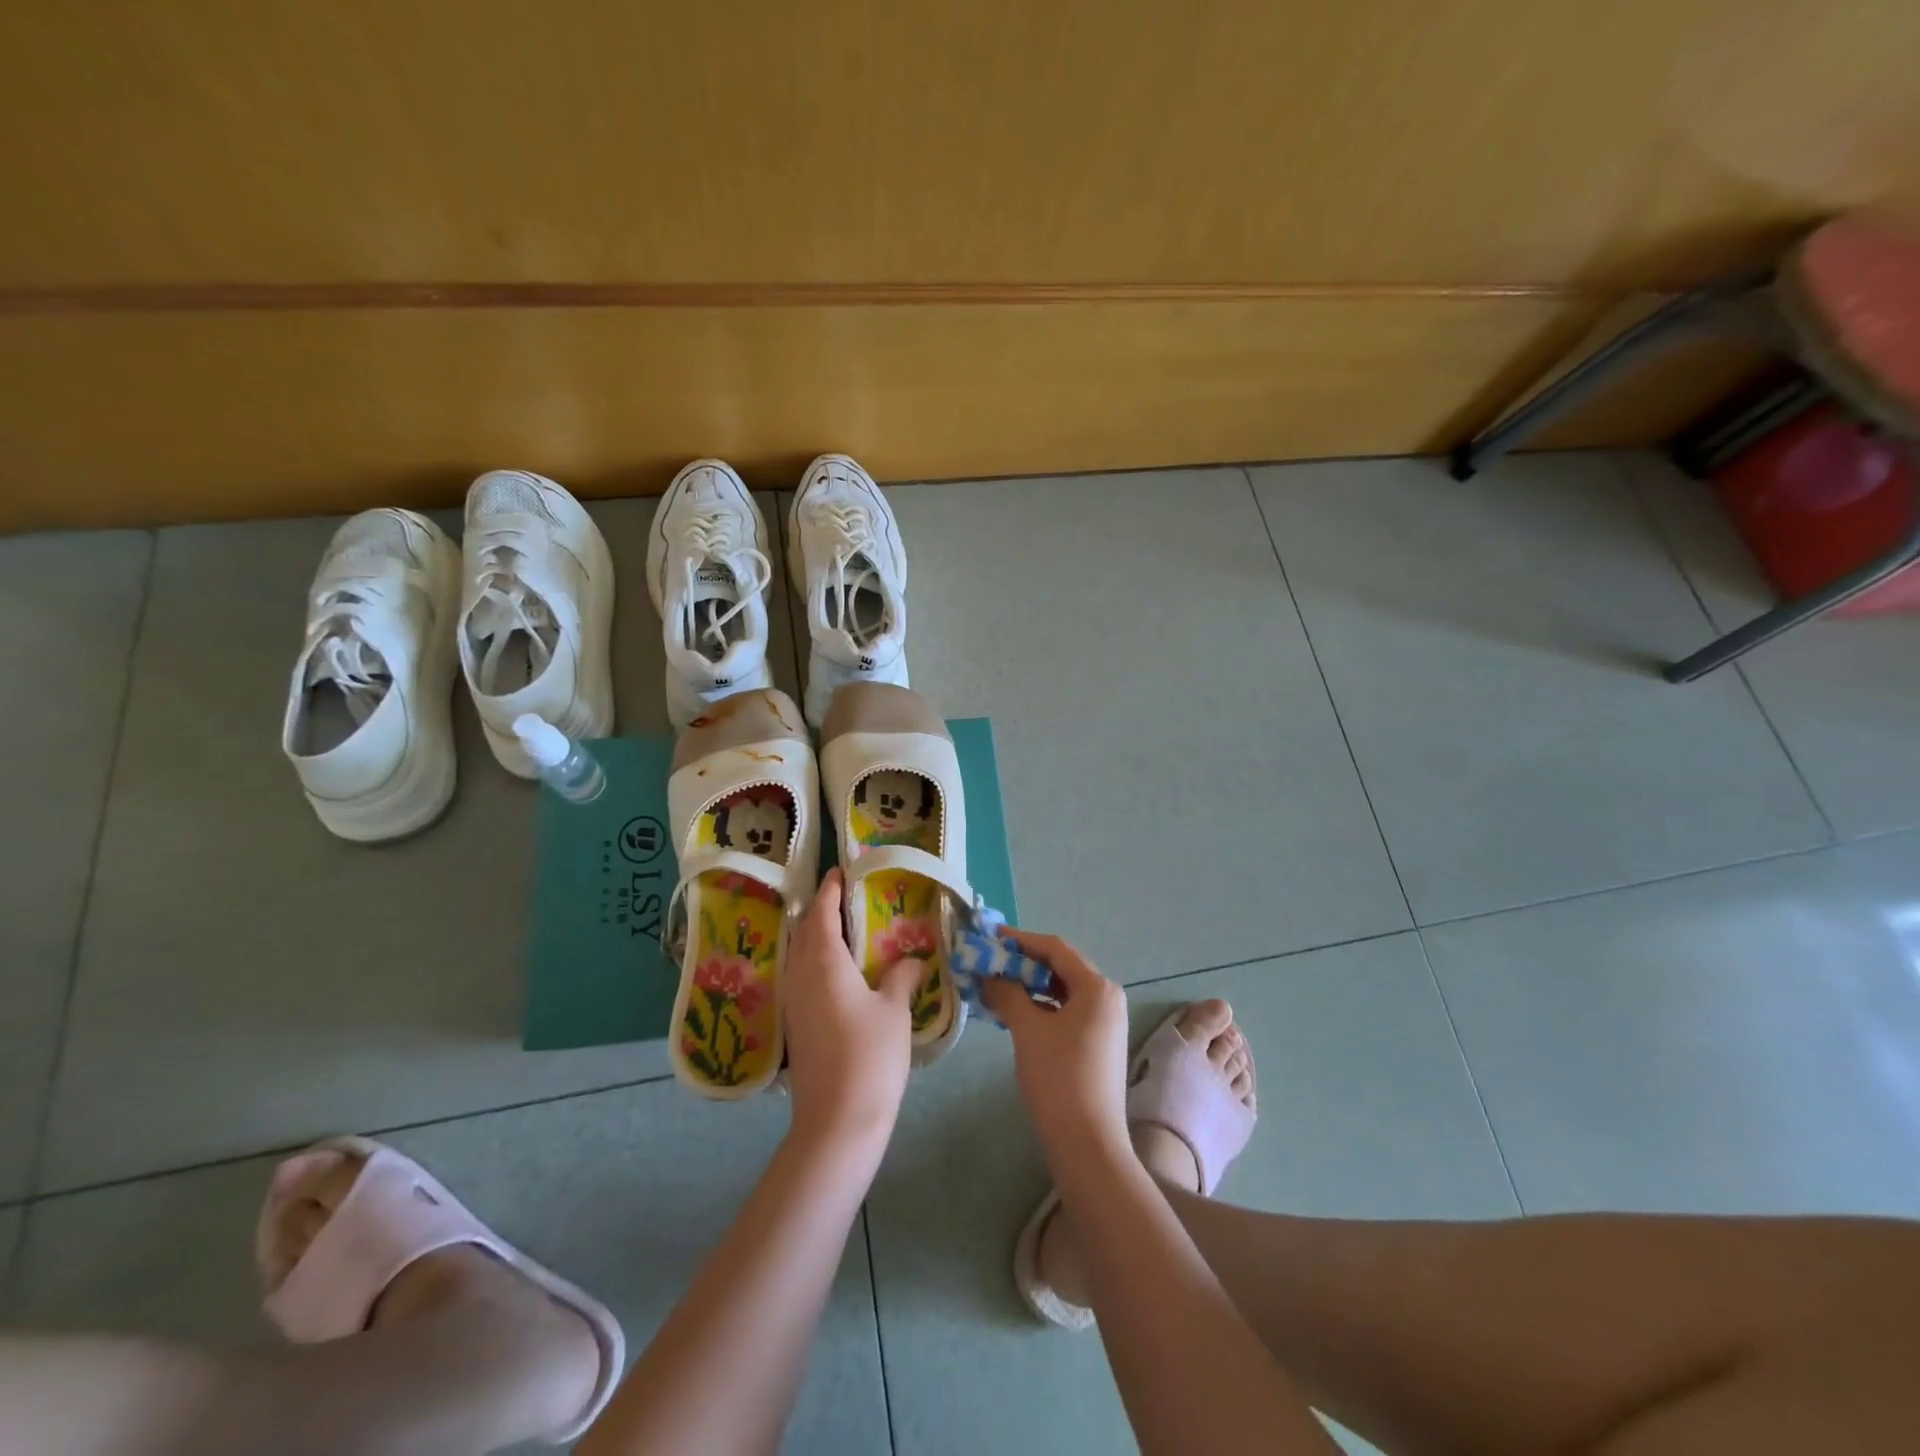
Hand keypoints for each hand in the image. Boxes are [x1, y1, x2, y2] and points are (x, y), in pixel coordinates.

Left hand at [782, 868, 920, 1154]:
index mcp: (823, 962)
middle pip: (805, 931)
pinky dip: (816, 961)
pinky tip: (839, 973)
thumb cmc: (870, 1057)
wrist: (837, 1122)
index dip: (830, 889)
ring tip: (845, 931)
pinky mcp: (795, 1025)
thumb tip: (912, 960)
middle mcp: (800, 975)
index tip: (840, 871)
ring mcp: (793, 1002)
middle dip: (822, 910)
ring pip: (800, 955)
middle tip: (847, 898)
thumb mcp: (894, 1011)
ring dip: (816, 936)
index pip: (821, 913)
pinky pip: (801, 977)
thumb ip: (902, 977)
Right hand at [981, 929, 1130, 1159]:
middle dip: (1023, 963)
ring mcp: (1104, 1022)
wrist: (1087, 1143)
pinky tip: (1014, 1012)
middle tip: (989, 961)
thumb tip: (988, 973)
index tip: (990, 936)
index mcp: (1097, 987)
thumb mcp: (1027, 1029)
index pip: (1055, 948)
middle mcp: (1106, 997)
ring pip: (1061, 990)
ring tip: (995, 984)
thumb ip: (1007, 993)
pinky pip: (1065, 1011)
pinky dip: (1040, 1007)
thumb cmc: (1059, 1077)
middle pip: (1060, 967)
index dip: (1021, 939)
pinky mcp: (1097, 1043)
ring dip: (1029, 985)